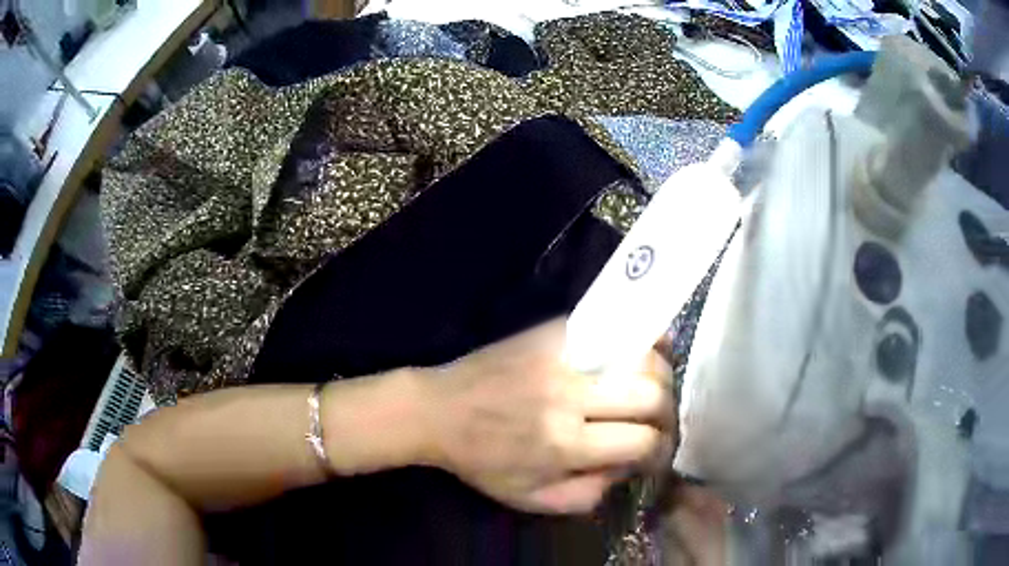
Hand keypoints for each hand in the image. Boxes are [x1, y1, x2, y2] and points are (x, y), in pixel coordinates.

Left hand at [418, 319, 675, 513]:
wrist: (437, 410)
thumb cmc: (481, 461)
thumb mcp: (529, 499)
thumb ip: (587, 495)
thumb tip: (628, 467)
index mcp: (564, 444)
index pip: (642, 442)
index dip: (660, 451)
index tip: (656, 453)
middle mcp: (570, 397)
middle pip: (652, 396)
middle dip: (668, 414)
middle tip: (660, 423)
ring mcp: (563, 358)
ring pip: (642, 358)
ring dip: (661, 378)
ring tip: (656, 391)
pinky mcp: (554, 333)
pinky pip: (613, 328)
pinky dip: (641, 341)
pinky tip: (649, 353)